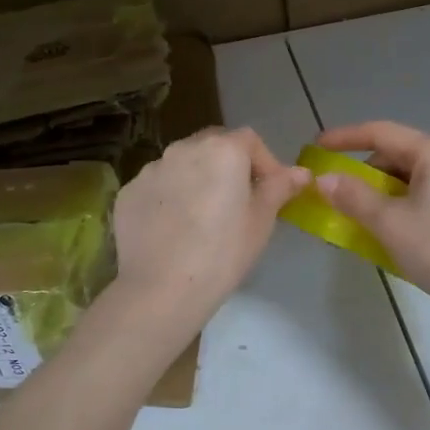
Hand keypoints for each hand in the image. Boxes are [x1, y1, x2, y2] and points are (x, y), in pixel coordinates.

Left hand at [111, 128, 309, 334]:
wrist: (162, 289)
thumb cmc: (223, 253)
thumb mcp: (261, 221)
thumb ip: (280, 188)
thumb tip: (301, 173)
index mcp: (221, 150)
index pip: (249, 140)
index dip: (265, 162)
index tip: (270, 191)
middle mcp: (183, 148)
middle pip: (213, 145)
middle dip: (229, 165)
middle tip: (237, 201)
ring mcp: (151, 169)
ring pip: (182, 164)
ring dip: (196, 179)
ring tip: (202, 218)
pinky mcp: (128, 192)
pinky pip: (157, 187)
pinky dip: (169, 198)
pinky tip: (173, 229)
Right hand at [315, 121, 429, 322]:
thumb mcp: (389, 223)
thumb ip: (352, 196)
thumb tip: (324, 179)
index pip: (382, 133)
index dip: (344, 138)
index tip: (316, 148)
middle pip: (398, 154)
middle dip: (364, 173)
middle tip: (338, 195)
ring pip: (413, 176)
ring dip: (383, 193)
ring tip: (361, 218)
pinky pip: (429, 193)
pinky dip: (404, 204)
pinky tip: (391, 229)